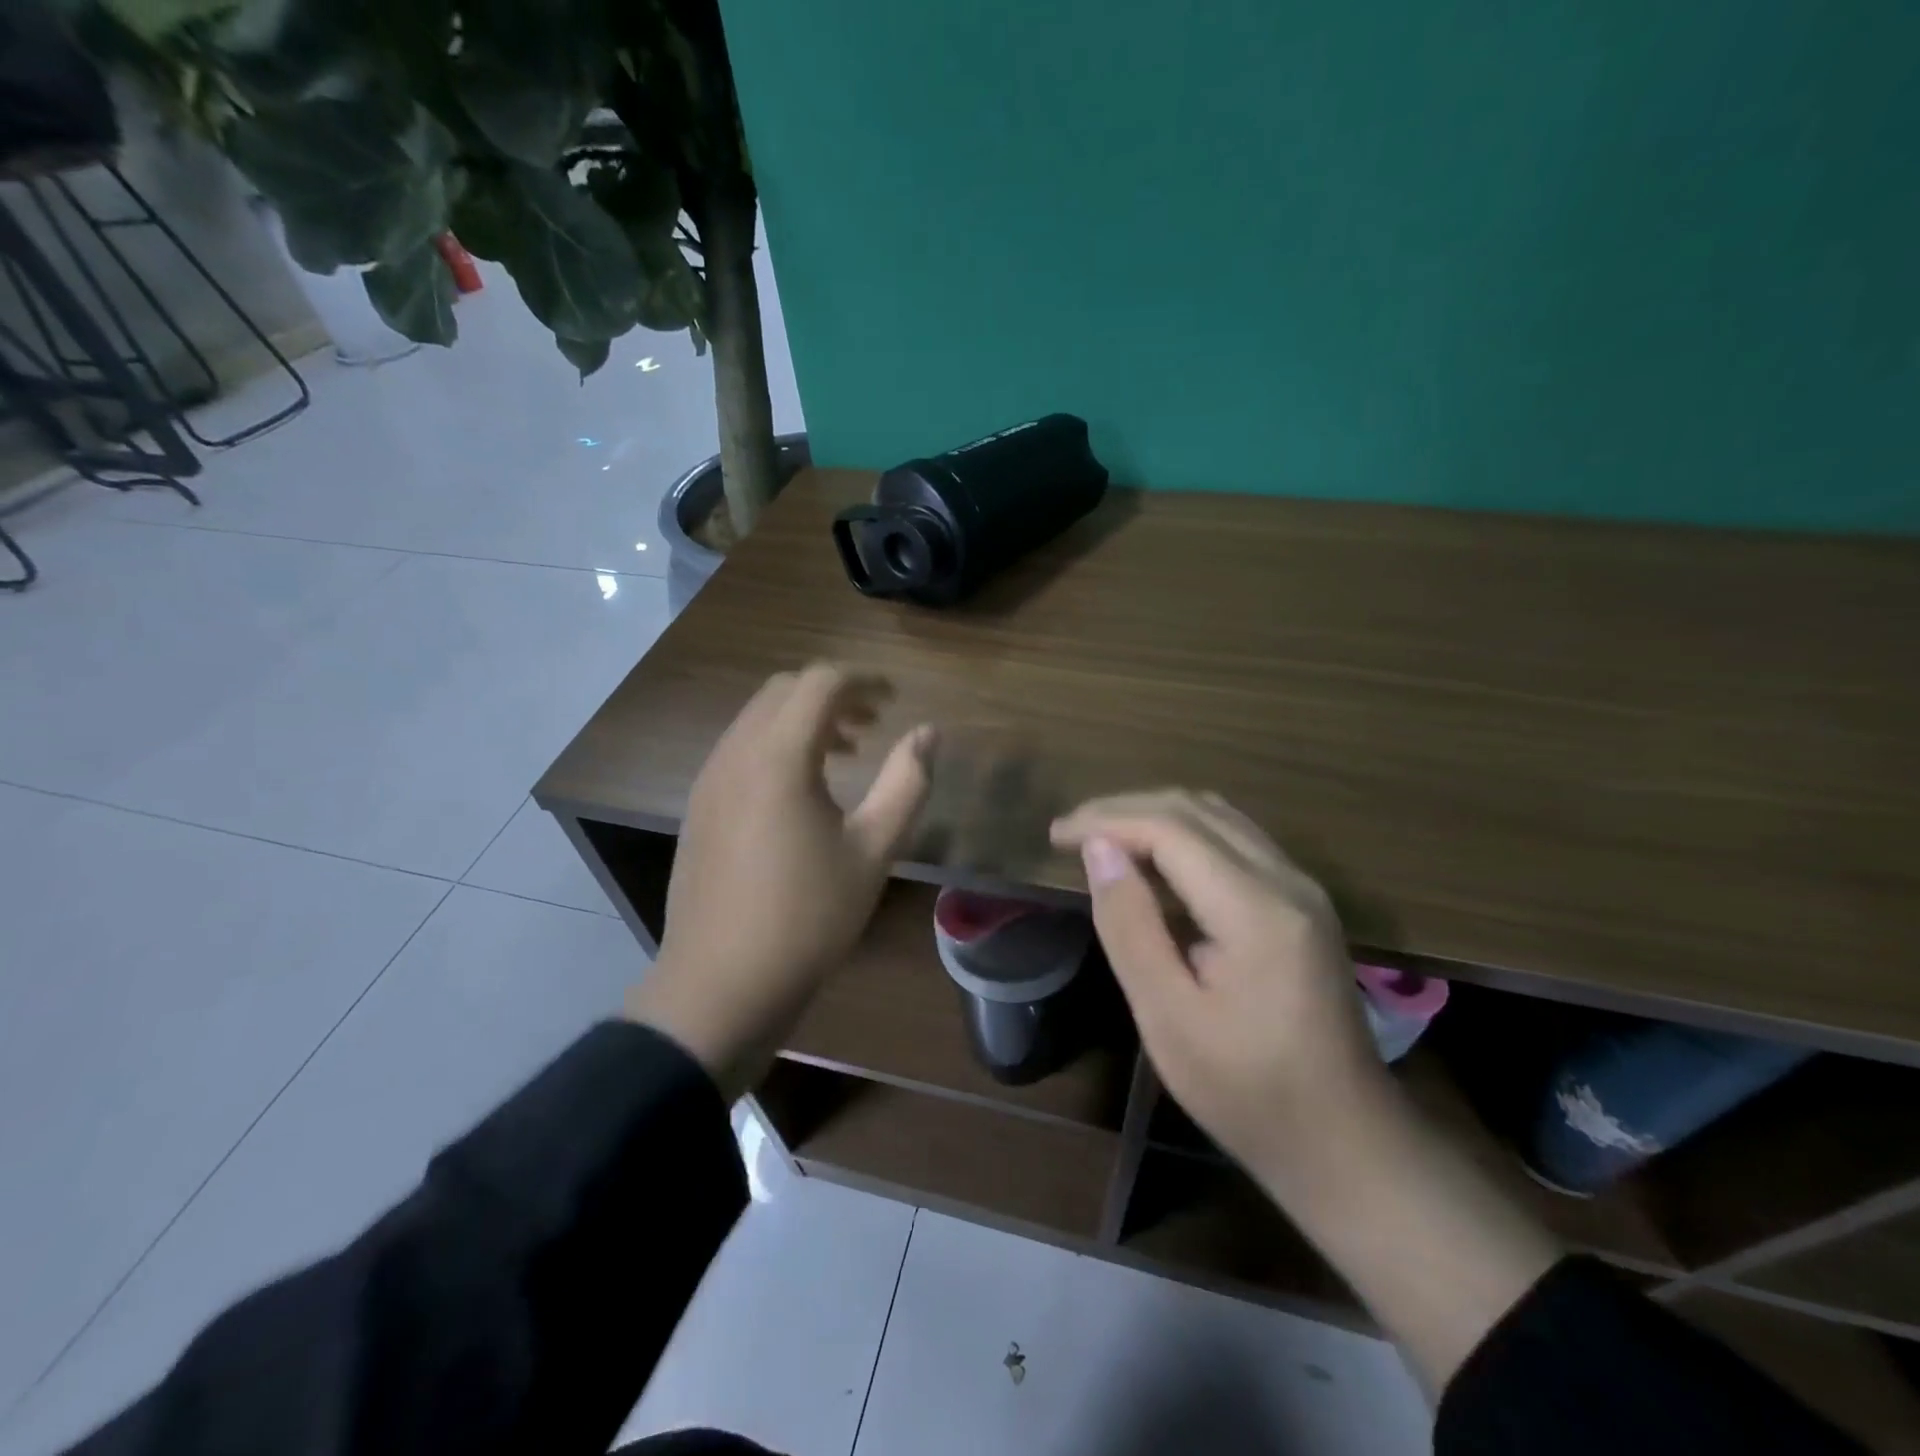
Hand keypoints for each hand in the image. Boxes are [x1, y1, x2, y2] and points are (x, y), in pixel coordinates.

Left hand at [626, 664, 933, 1099]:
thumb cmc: (808, 917)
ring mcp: (709, 779)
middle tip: (873, 725)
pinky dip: (776, 744)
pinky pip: (740, 748)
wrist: (721, 984)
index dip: (865, 681)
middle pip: (785, 690)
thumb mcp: (873, 850)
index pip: (821, 683)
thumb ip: (906, 783)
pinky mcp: (699, 805)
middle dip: (833, 695)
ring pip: (758, 718)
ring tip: (844, 754)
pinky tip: (801, 790)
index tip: (895, 700)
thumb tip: (927, 733)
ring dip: (803, 719)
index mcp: (778, 756)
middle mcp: (736, 753)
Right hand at [1050, 790, 1389, 1178]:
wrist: (1345, 1140)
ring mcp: (1302, 888)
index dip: (1107, 820)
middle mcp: (1287, 880)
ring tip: (1102, 839)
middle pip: (1196, 810)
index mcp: (1256, 909)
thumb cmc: (1246, 1091)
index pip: (1171, 828)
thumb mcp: (1168, 1017)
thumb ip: (1130, 926)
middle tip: (1071, 833)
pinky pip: (1236, 840)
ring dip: (1155, 816)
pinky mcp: (1303, 903)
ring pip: (1218, 817)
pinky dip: (1184, 835)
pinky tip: (1154, 861)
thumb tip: (1098, 850)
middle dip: (1126, 809)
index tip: (1056, 836)